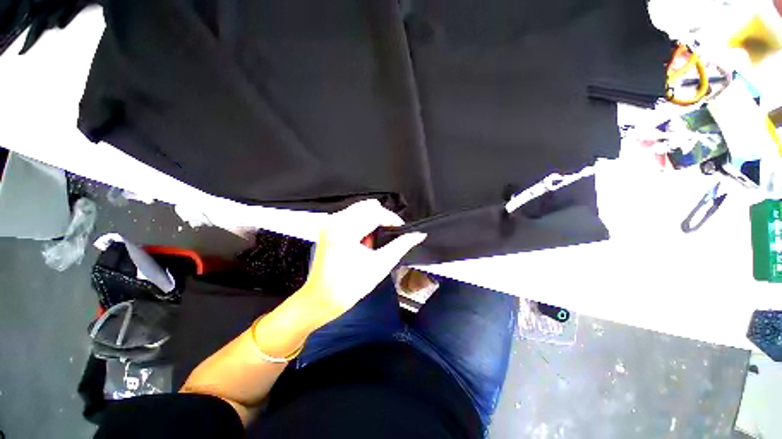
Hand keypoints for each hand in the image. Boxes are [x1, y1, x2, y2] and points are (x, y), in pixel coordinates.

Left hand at [299, 199, 425, 324]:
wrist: (322, 298)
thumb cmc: (349, 287)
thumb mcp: (380, 265)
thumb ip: (401, 246)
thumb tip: (417, 235)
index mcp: (345, 231)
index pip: (376, 212)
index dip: (393, 219)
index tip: (401, 229)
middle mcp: (334, 222)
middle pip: (368, 206)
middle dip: (382, 219)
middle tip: (388, 236)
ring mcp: (329, 223)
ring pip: (360, 209)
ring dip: (372, 221)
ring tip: (372, 242)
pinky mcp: (328, 226)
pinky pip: (351, 215)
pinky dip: (362, 224)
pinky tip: (363, 240)